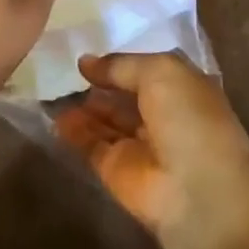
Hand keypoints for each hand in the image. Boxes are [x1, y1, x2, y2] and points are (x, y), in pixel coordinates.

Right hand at [54, 51, 248, 248]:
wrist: (197, 194)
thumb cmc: (188, 121)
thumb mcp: (160, 72)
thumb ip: (121, 65)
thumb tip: (86, 63)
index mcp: (182, 90)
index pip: (146, 71)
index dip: (118, 63)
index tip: (86, 54)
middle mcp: (162, 116)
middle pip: (123, 96)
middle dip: (98, 85)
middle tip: (62, 70)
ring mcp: (138, 145)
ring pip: (105, 120)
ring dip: (82, 107)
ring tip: (52, 89)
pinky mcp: (115, 171)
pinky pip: (90, 145)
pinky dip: (72, 132)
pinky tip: (52, 116)